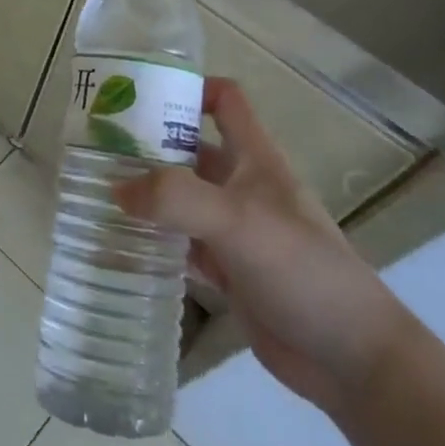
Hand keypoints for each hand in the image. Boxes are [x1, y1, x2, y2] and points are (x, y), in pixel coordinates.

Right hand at [114, 78, 411, 415]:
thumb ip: (176, 199)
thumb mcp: (238, 222)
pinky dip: (153, 239)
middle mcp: (242, 187)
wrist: (350, 357)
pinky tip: (120, 241)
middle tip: (94, 147)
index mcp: (256, 159)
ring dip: (146, 193)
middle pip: (190, 149)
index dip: (189, 88)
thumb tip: (116, 190)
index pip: (225, 101)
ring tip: (94, 190)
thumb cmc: (302, 271)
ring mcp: (234, 230)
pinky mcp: (227, 270)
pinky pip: (180, 243)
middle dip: (148, 144)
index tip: (139, 93)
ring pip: (181, 197)